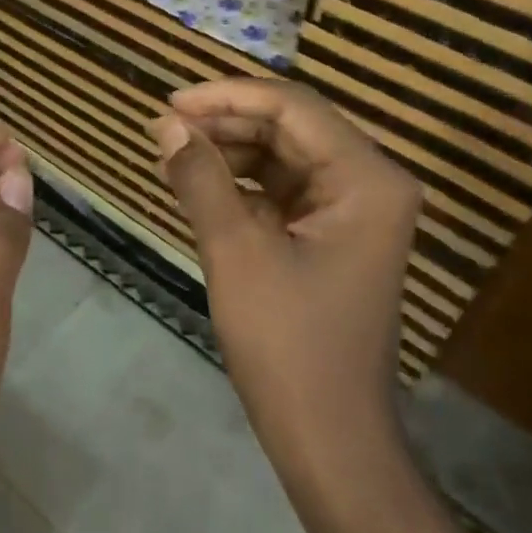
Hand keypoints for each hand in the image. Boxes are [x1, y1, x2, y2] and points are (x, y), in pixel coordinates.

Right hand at [150, 79, 420, 509]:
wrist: (328, 436)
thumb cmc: (288, 344)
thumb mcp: (236, 252)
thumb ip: (201, 178)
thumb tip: (165, 125)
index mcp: (366, 179)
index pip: (293, 107)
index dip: (226, 97)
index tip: (169, 103)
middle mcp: (369, 184)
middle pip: (290, 128)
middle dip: (224, 124)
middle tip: (162, 132)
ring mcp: (352, 212)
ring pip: (282, 157)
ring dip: (227, 153)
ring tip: (170, 159)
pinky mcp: (330, 237)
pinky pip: (280, 191)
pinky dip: (238, 186)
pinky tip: (196, 187)